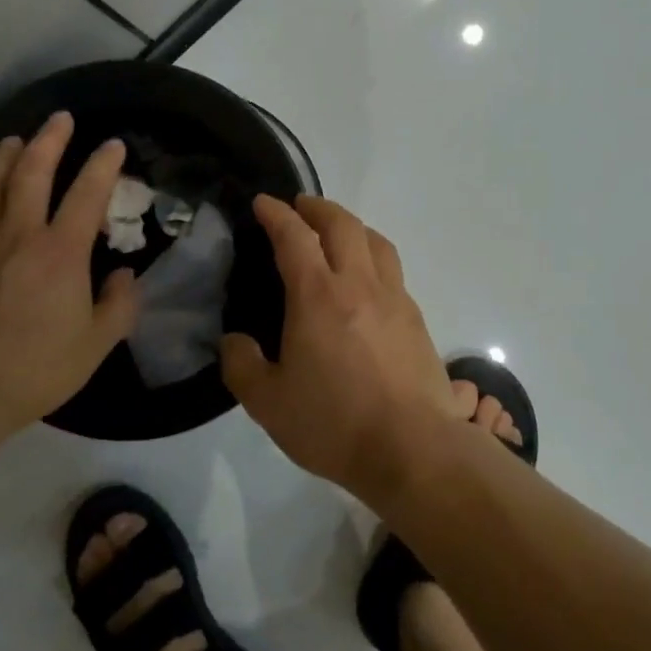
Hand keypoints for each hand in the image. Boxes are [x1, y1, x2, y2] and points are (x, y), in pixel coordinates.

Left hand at [0, 111, 138, 449]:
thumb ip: (119, 306)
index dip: (103, 164)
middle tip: (60, 118)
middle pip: (32, 170)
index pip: (87, 193)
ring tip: (16, 140)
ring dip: (7, 155)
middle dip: (50, 139)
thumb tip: (126, 276)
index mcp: (60, 252)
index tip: (114, 145)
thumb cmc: (32, 368)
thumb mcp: (94, 346)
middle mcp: (17, 233)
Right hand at [220, 195, 460, 502]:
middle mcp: (359, 284)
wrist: (413, 448)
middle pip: (343, 224)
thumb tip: (234, 342)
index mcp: (318, 295)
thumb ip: (242, 365)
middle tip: (300, 207)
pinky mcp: (416, 319)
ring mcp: (394, 299)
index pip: (294, 237)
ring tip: (338, 233)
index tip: (264, 203)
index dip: (277, 214)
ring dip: (352, 226)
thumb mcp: (268, 403)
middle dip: (318, 207)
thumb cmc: (334, 423)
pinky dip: (374, 257)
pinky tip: (367, 280)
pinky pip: (393, 270)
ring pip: (376, 242)